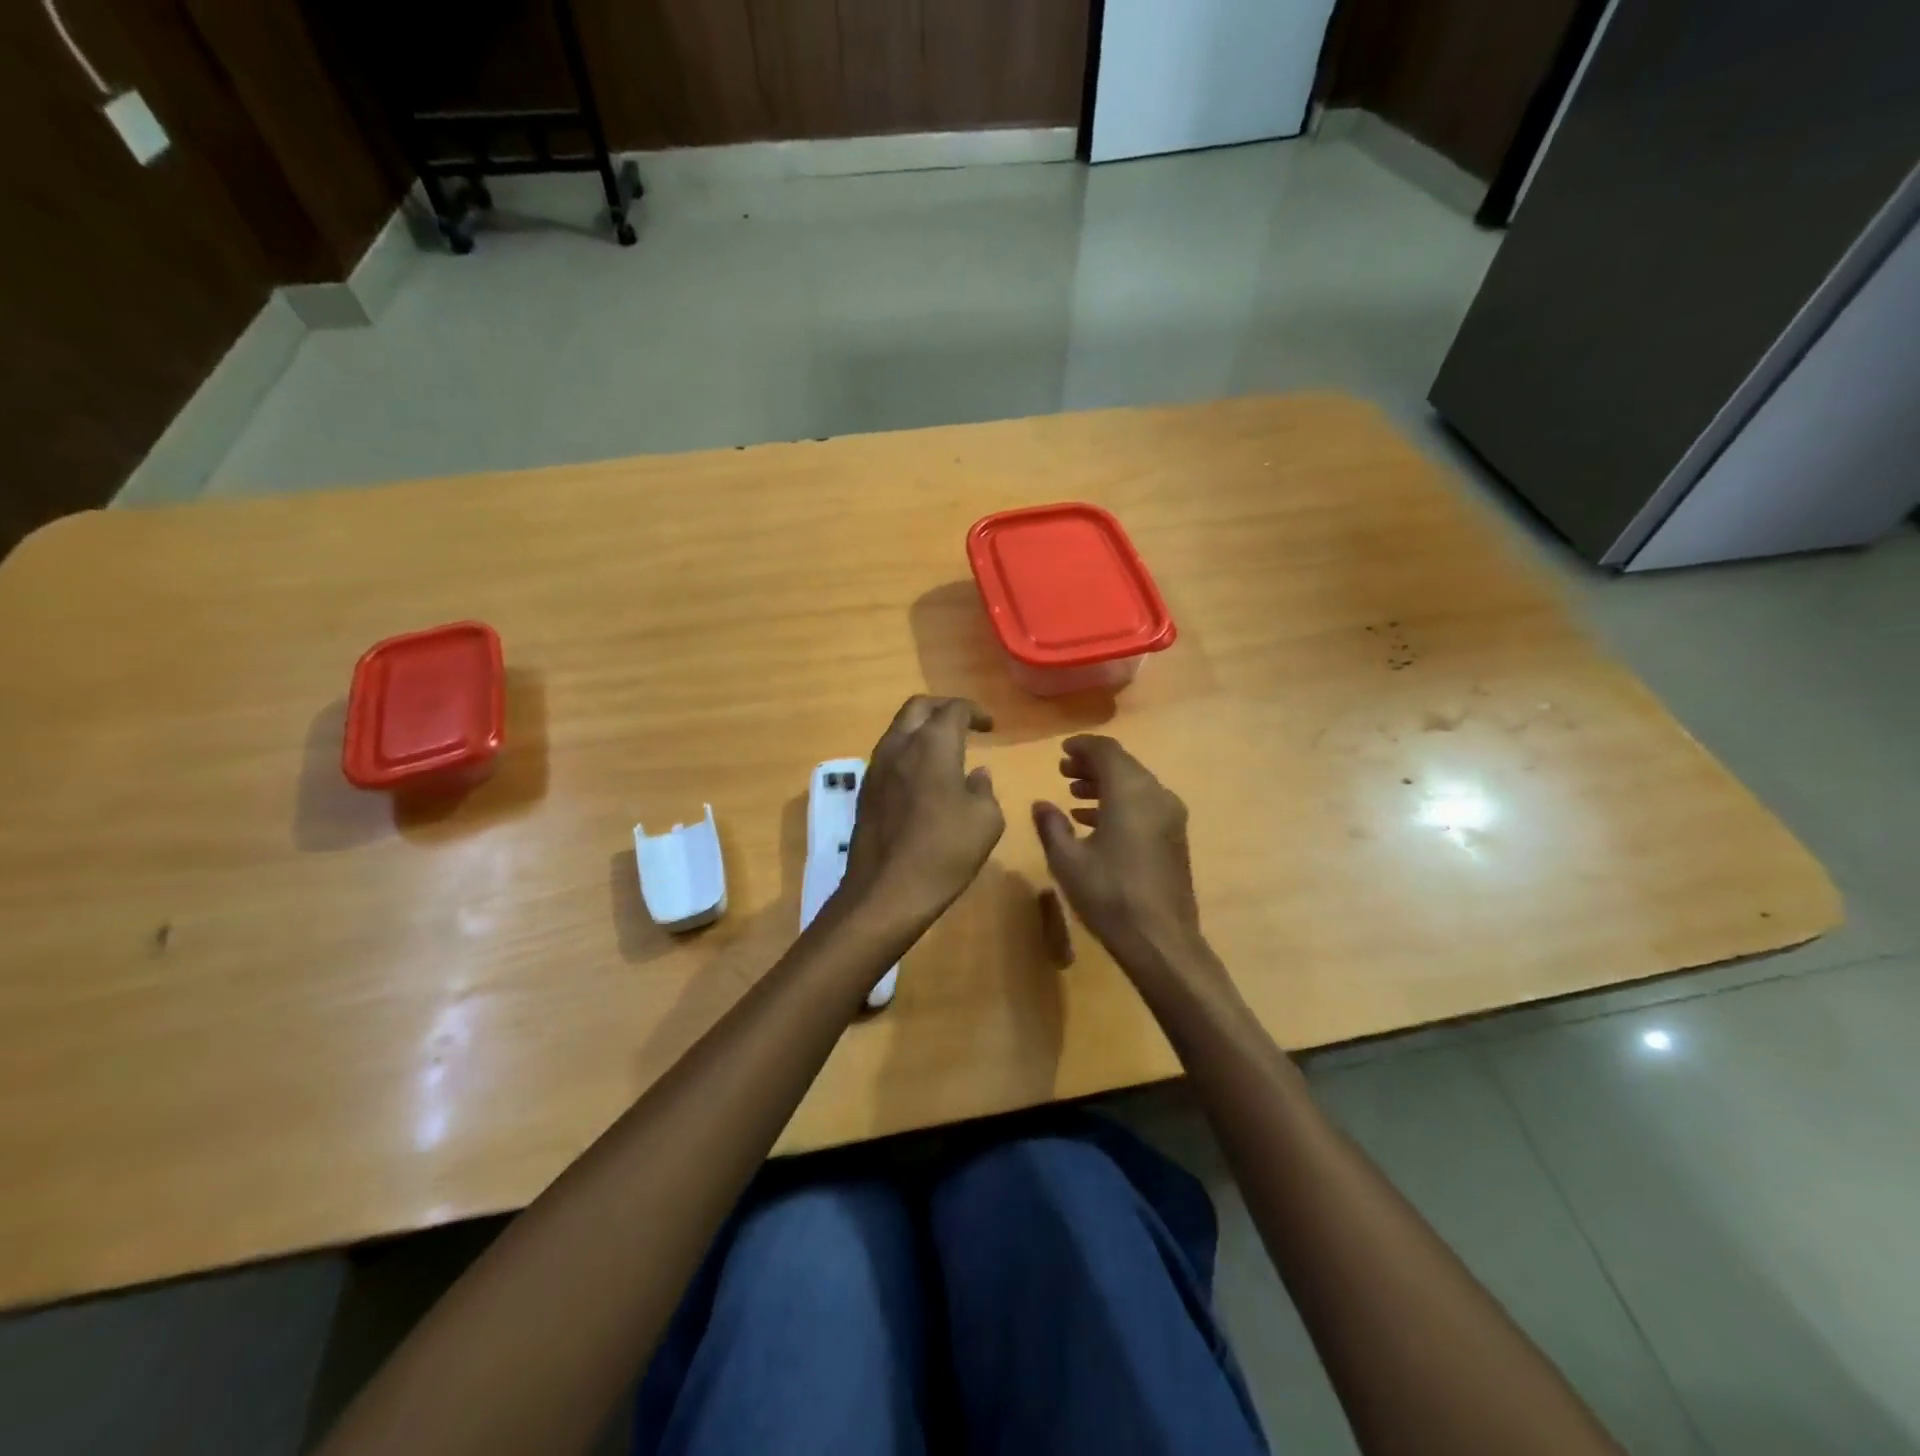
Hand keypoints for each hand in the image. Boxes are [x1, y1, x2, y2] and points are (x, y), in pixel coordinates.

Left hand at [839, 696, 1004, 929]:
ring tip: (944, 750)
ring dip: (921, 730)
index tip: (990, 726)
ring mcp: (876, 767)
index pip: (953, 708)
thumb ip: (984, 790)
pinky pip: (889, 756)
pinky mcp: (865, 791)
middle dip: (942, 708)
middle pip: (918, 708)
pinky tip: (923, 778)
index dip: (975, 712)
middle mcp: (899, 745)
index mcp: (932, 744)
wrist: (886, 891)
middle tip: (963, 723)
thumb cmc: (944, 851)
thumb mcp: (986, 821)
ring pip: (898, 730)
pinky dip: (908, 753)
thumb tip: (976, 775)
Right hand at [1033, 735, 1206, 976]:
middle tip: (1062, 773)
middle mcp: (1156, 795)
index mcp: (1130, 792)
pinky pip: (1145, 805)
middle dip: (1092, 765)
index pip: (1106, 751)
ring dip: (1105, 785)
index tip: (1060, 751)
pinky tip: (1094, 822)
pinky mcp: (1174, 837)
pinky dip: (1119, 803)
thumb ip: (1051, 825)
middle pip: (1123, 765)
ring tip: (1073, 796)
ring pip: (1135, 785)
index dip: (1082, 747)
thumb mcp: (1068, 860)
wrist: (1161, 940)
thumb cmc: (1109, 894)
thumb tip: (1041, 804)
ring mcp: (1170, 816)